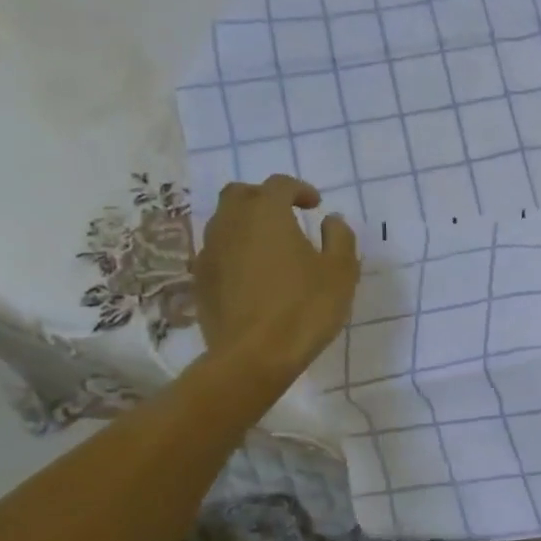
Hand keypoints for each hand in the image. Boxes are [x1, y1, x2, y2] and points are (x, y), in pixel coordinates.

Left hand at [192, 176, 359, 378]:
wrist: (253, 355)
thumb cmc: (305, 308)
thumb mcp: (341, 272)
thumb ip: (339, 238)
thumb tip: (331, 221)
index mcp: (266, 214)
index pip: (279, 185)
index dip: (299, 189)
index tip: (315, 205)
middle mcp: (231, 223)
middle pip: (241, 194)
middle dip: (264, 198)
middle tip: (287, 216)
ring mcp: (210, 251)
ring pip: (224, 222)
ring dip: (247, 224)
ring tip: (270, 246)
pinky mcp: (200, 280)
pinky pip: (217, 251)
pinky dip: (235, 251)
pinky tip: (253, 274)